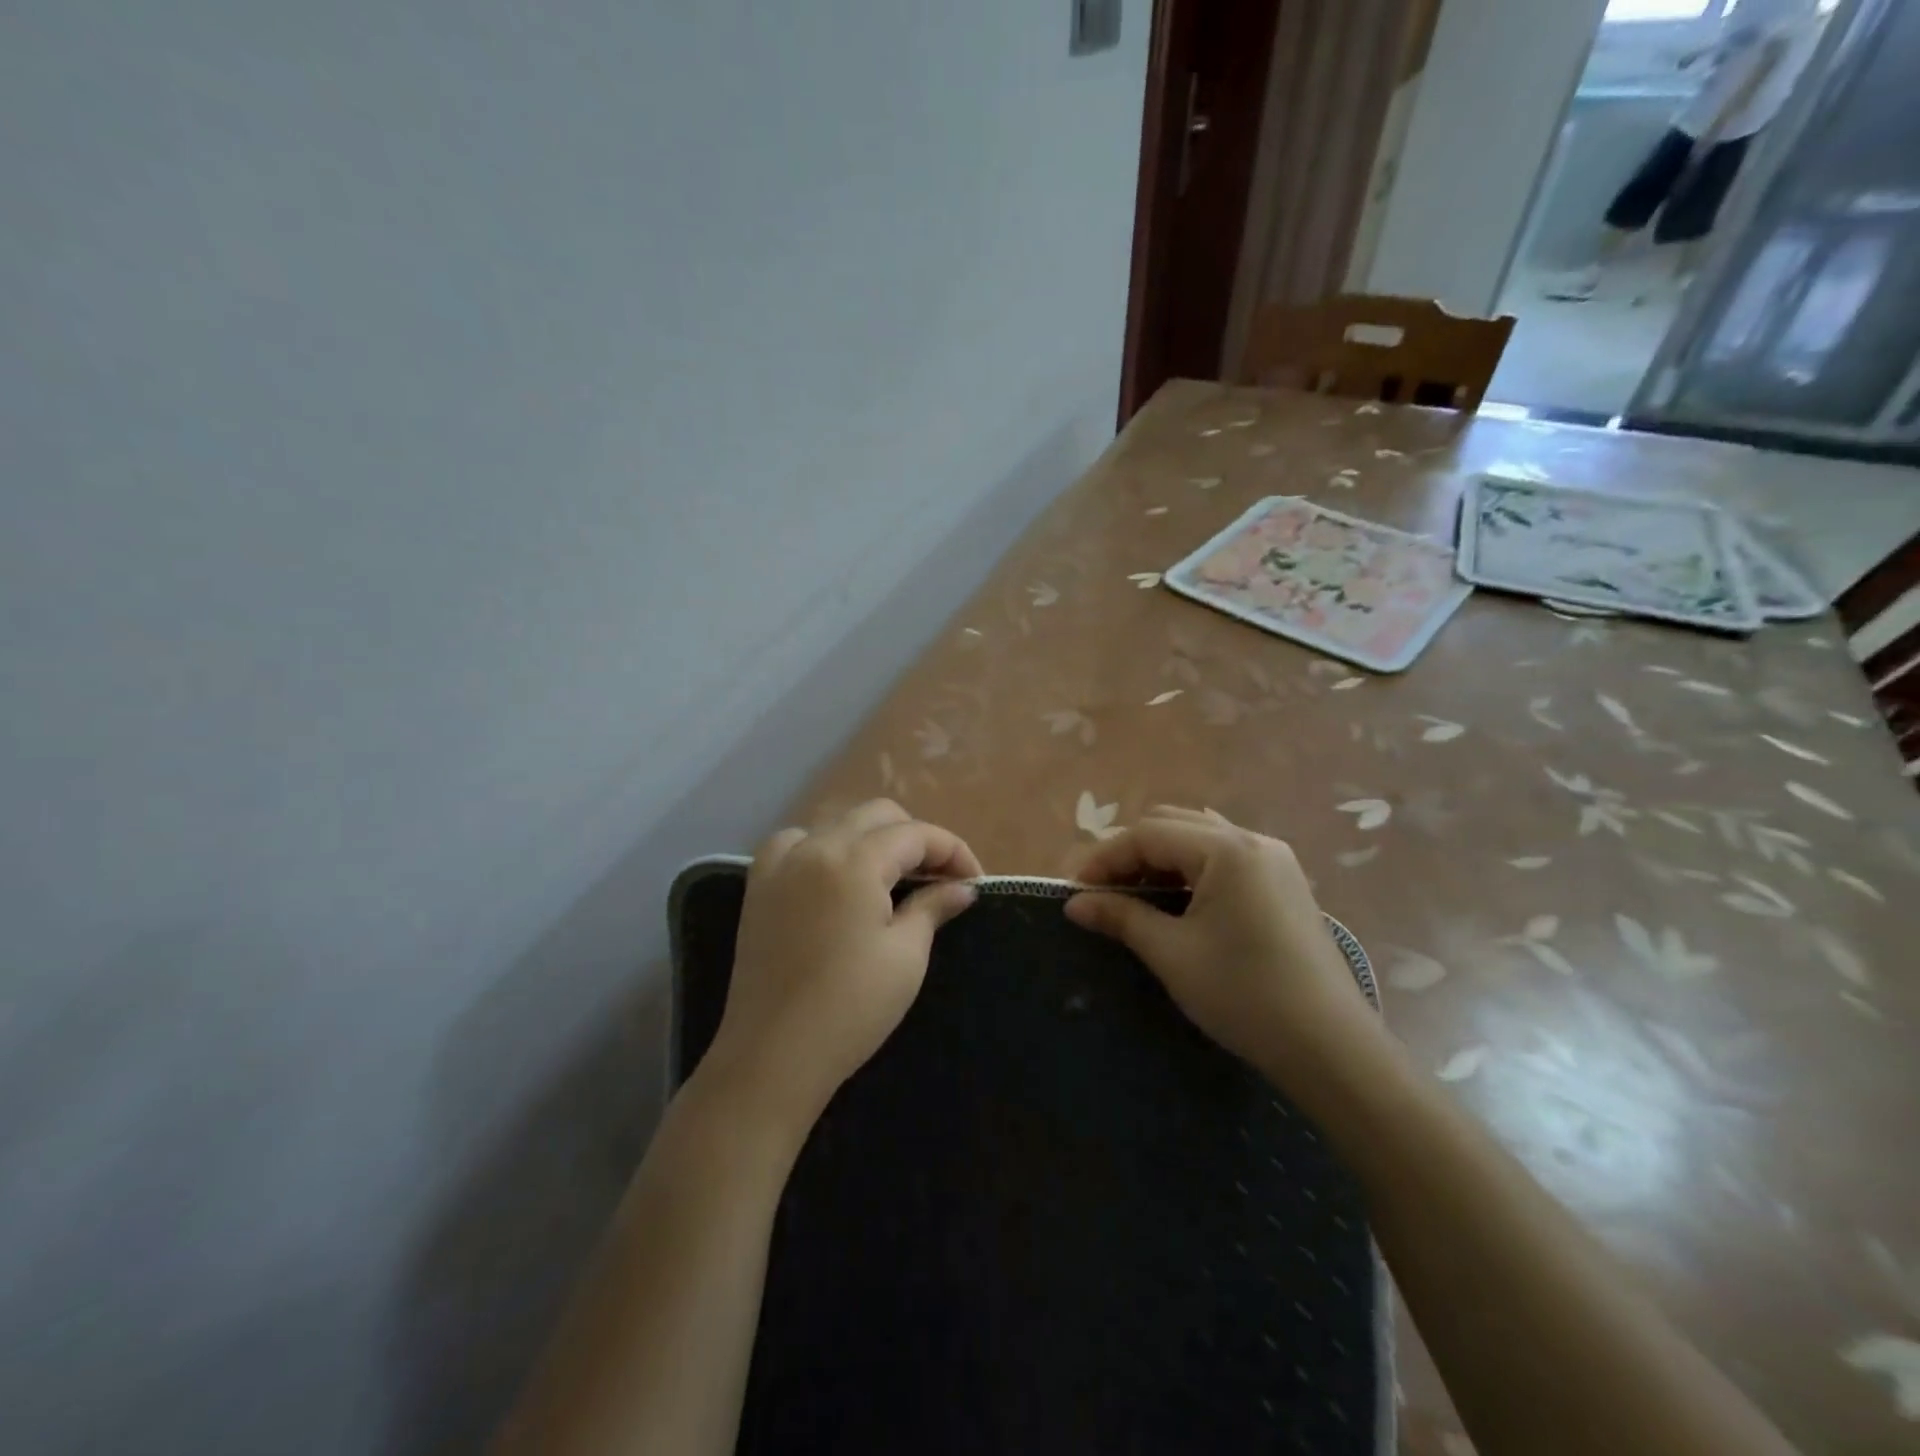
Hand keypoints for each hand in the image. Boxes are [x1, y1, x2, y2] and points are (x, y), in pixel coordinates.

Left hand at [703, 800, 980, 1134]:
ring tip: (892, 877)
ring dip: (872, 838)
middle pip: (877, 816)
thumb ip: (933, 907)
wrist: (773, 1056)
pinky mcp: (759, 885)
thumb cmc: (851, 1008)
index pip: (915, 834)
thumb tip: (962, 887)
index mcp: (854, 860)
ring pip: (837, 822)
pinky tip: (835, 875)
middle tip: (939, 879)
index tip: (974, 880)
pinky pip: (795, 842)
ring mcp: (781, 863)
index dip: (952, 850)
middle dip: (916, 838)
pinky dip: (823, 846)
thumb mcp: (905, 956)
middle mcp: (815, 846)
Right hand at [1064, 806, 1383, 1086]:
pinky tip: (1178, 900)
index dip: (1105, 858)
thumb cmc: (1244, 995)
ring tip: (1135, 895)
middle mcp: (1253, 841)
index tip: (1075, 891)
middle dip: (1131, 853)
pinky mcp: (1285, 883)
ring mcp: (1275, 860)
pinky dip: (1191, 869)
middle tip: (1102, 892)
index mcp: (1227, 849)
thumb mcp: (1172, 953)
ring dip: (1160, 858)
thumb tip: (1074, 904)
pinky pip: (1225, 857)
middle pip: (1174, 825)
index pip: (1148, 834)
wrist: (1331, 1048)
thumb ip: (1121, 917)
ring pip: (1200, 838)